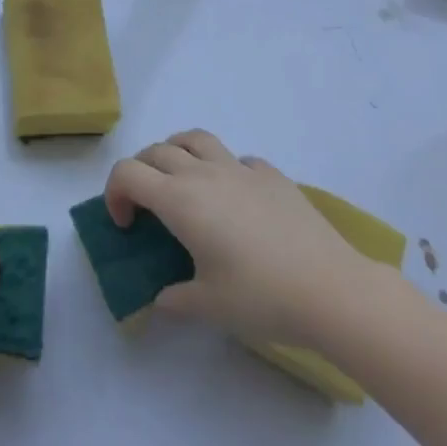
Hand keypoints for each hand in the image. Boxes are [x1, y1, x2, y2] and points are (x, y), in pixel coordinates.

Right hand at [104, 129, 380, 349]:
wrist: (331, 289)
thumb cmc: (262, 297)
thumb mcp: (209, 307)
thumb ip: (175, 299)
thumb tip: (162, 299)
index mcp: (180, 200)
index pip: (127, 173)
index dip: (115, 193)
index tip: (126, 226)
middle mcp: (203, 174)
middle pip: (156, 151)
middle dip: (140, 171)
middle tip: (146, 205)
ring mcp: (240, 169)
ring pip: (194, 138)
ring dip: (176, 151)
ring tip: (181, 179)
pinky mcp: (271, 175)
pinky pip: (236, 159)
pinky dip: (223, 168)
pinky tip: (235, 197)